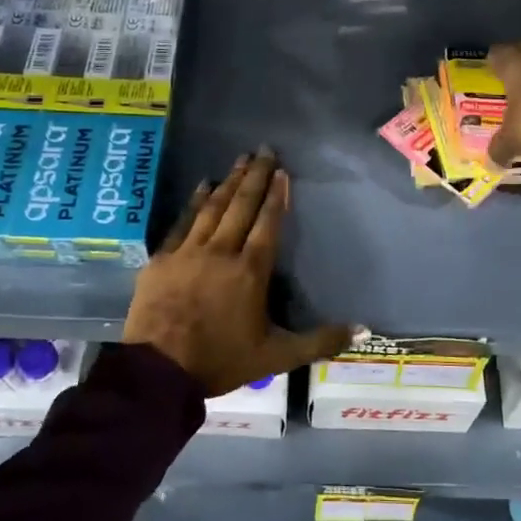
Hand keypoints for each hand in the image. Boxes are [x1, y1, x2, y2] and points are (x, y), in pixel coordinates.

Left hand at [123, 150, 352, 396]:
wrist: (158, 370)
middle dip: (254, 176)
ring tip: (239, 160)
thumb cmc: (220, 361)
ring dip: (228, 182)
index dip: (276, 196)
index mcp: (250, 271)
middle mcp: (221, 252)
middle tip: (263, 149)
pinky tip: (202, 185)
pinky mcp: (162, 259)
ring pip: (213, 208)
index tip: (281, 170)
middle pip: (241, 206)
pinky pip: (182, 222)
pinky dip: (194, 202)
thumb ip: (319, 341)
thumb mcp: (277, 357)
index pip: (267, 224)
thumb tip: (363, 329)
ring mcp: (189, 252)